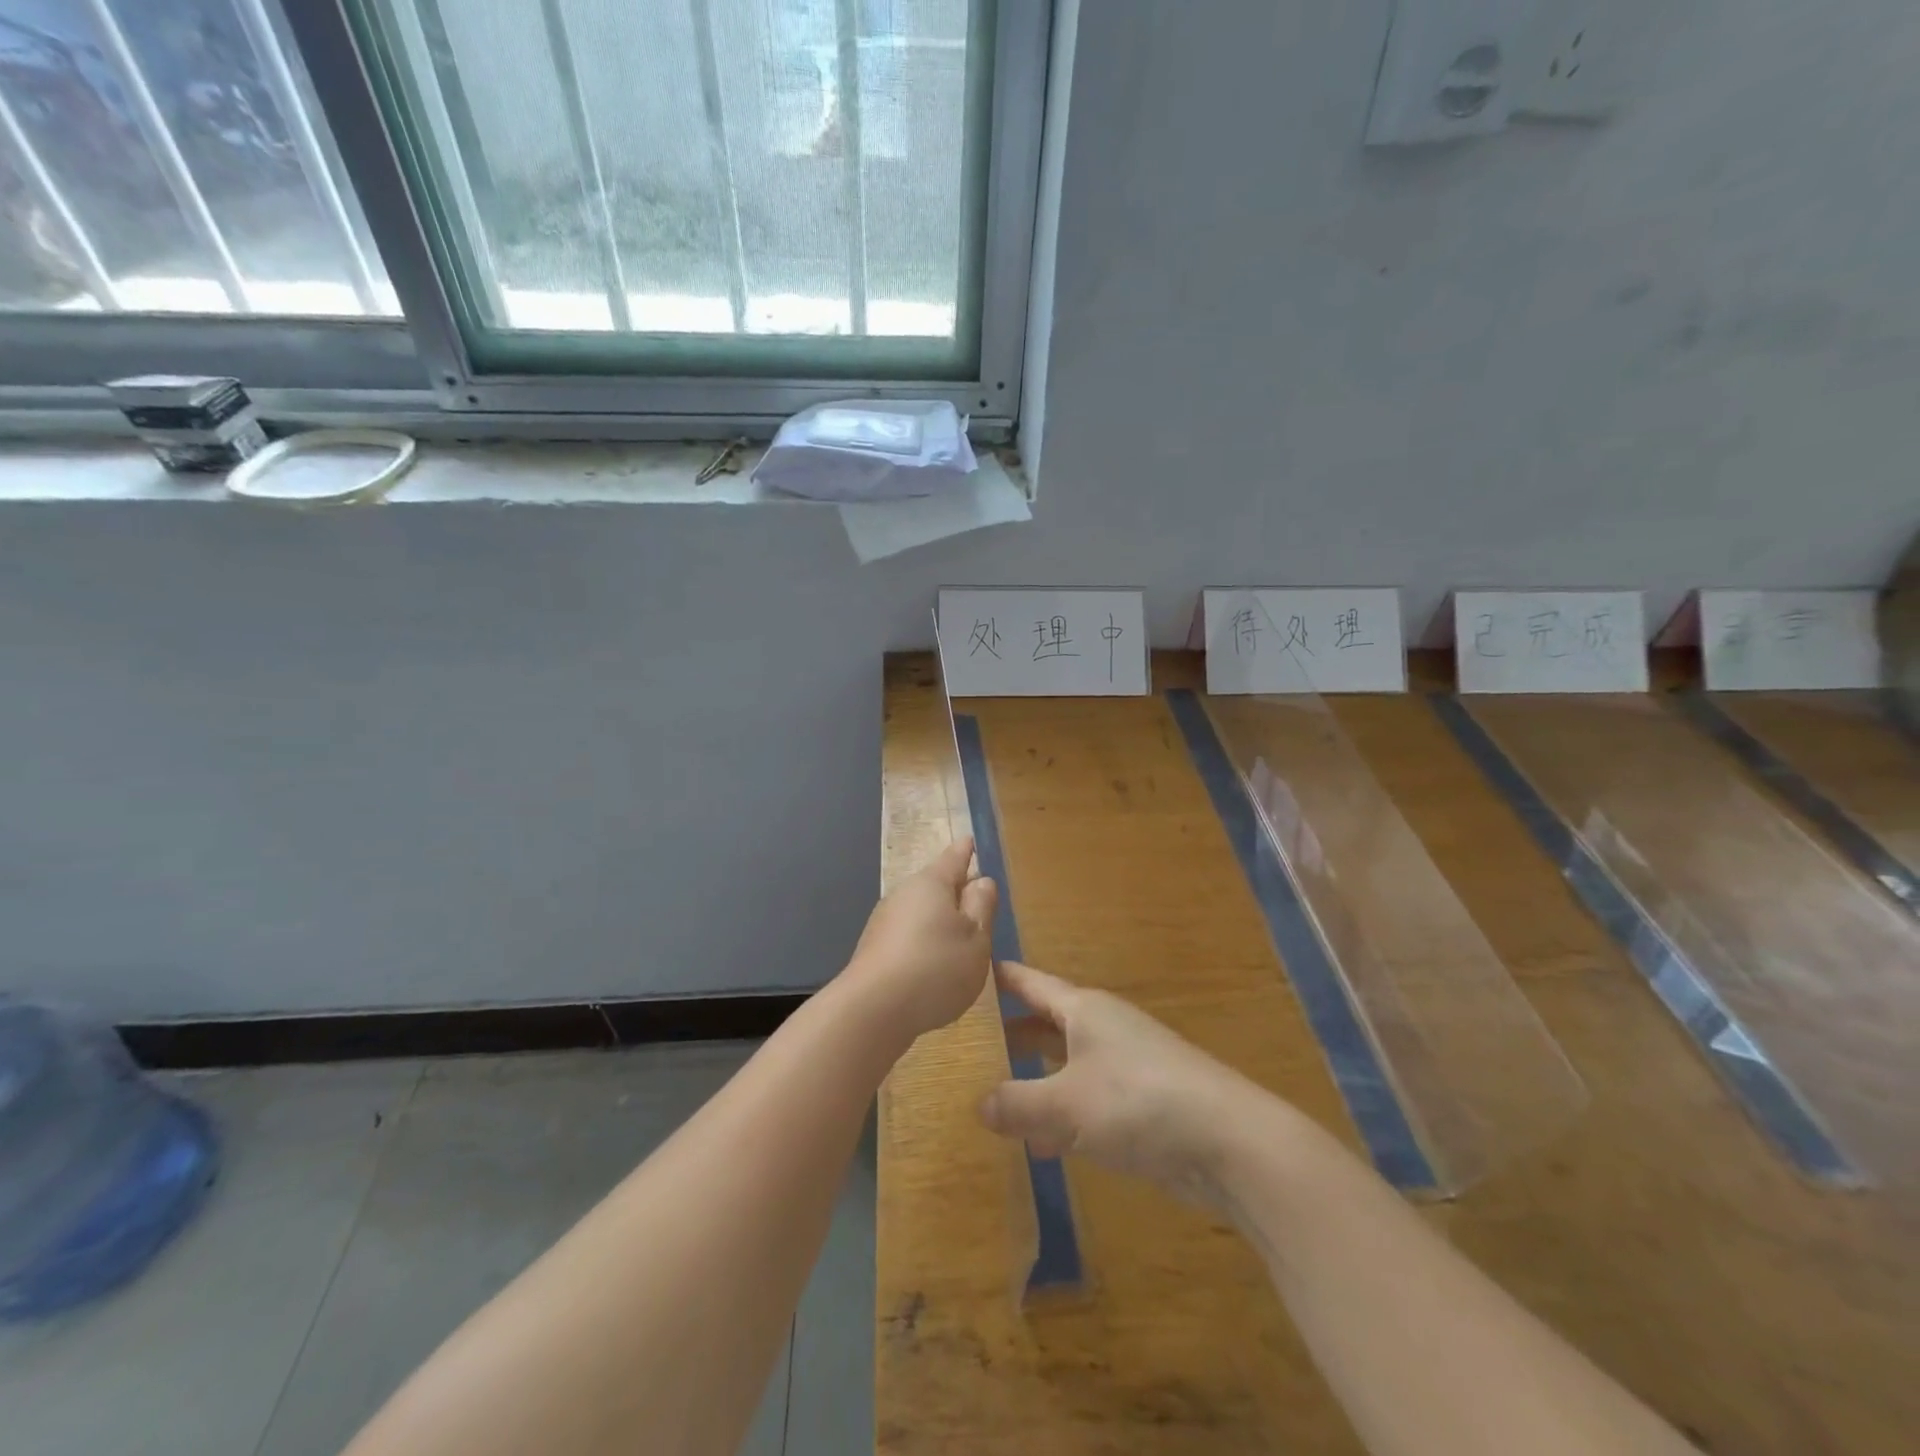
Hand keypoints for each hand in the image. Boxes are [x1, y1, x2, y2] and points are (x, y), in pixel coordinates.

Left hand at [844, 837, 997, 1041]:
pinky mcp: (874, 952)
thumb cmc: (936, 967)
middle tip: (977, 900)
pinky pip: (908, 939)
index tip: (970, 841)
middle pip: (934, 886)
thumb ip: (982, 907)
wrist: (872, 1011)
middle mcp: (903, 895)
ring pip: (920, 914)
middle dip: (955, 892)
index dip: (965, 851)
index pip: (953, 858)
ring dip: (939, 923)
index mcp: (931, 884)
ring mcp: (884, 923)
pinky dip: (924, 946)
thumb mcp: (976, 938)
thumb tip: (981, 880)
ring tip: (960, 941)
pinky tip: (934, 969)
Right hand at [978, 962, 1259, 1203]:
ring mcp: (1123, 1065)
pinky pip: (1085, 1099)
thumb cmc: (1137, 1101)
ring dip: (1033, 1078)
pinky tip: (1038, 1144)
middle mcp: (1102, 1028)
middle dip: (1010, 1033)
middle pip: (1046, 1022)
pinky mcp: (1139, 1103)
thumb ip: (1016, 1103)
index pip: (1030, 982)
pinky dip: (1060, 1113)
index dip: (999, 978)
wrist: (1226, 1140)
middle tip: (966, 1043)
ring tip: (989, 1094)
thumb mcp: (1065, 1103)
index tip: (966, 972)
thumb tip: (978, 1105)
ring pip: (1064, 1063)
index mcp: (1083, 1009)